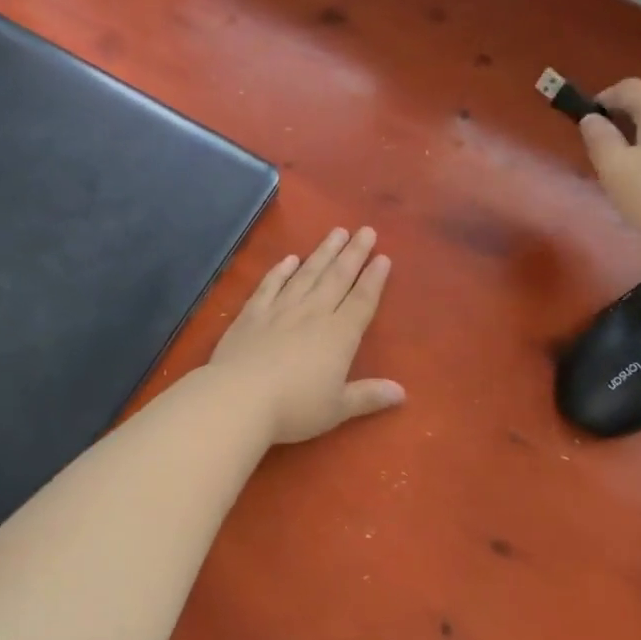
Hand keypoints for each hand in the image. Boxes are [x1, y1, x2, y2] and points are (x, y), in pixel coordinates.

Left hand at [207, 227, 405, 444]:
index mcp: (339, 335)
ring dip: (323, 252)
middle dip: (354, 253)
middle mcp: (313, 313)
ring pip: (307, 273)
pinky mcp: (252, 313)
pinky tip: (290, 258)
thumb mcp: (337, 408)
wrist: (239, 397)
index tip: (383, 257)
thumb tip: (401, 393)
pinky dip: (281, 270)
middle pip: (337, 277)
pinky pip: (271, 285)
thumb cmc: (294, 407)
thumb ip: (368, 396)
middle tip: (366, 230)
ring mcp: (281, 309)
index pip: (362, 300)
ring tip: (336, 232)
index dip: (374, 279)